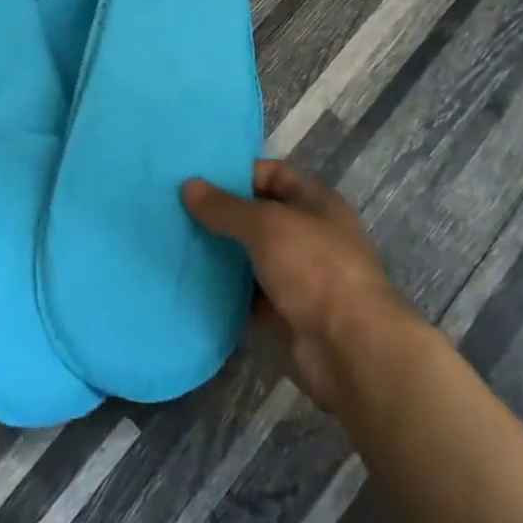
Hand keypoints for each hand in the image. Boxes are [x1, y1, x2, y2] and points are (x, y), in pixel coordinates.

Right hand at [183, 159, 414, 413]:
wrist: (349, 350)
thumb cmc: (314, 268)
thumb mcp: (266, 225)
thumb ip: (225, 207)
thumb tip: (188, 186)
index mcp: (315, 202)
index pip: (272, 174)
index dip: (237, 172)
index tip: (196, 175)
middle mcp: (307, 235)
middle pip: (257, 215)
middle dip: (221, 213)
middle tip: (175, 207)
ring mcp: (297, 277)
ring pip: (249, 256)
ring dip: (219, 252)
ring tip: (174, 239)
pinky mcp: (284, 314)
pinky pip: (246, 295)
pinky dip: (223, 289)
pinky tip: (188, 279)